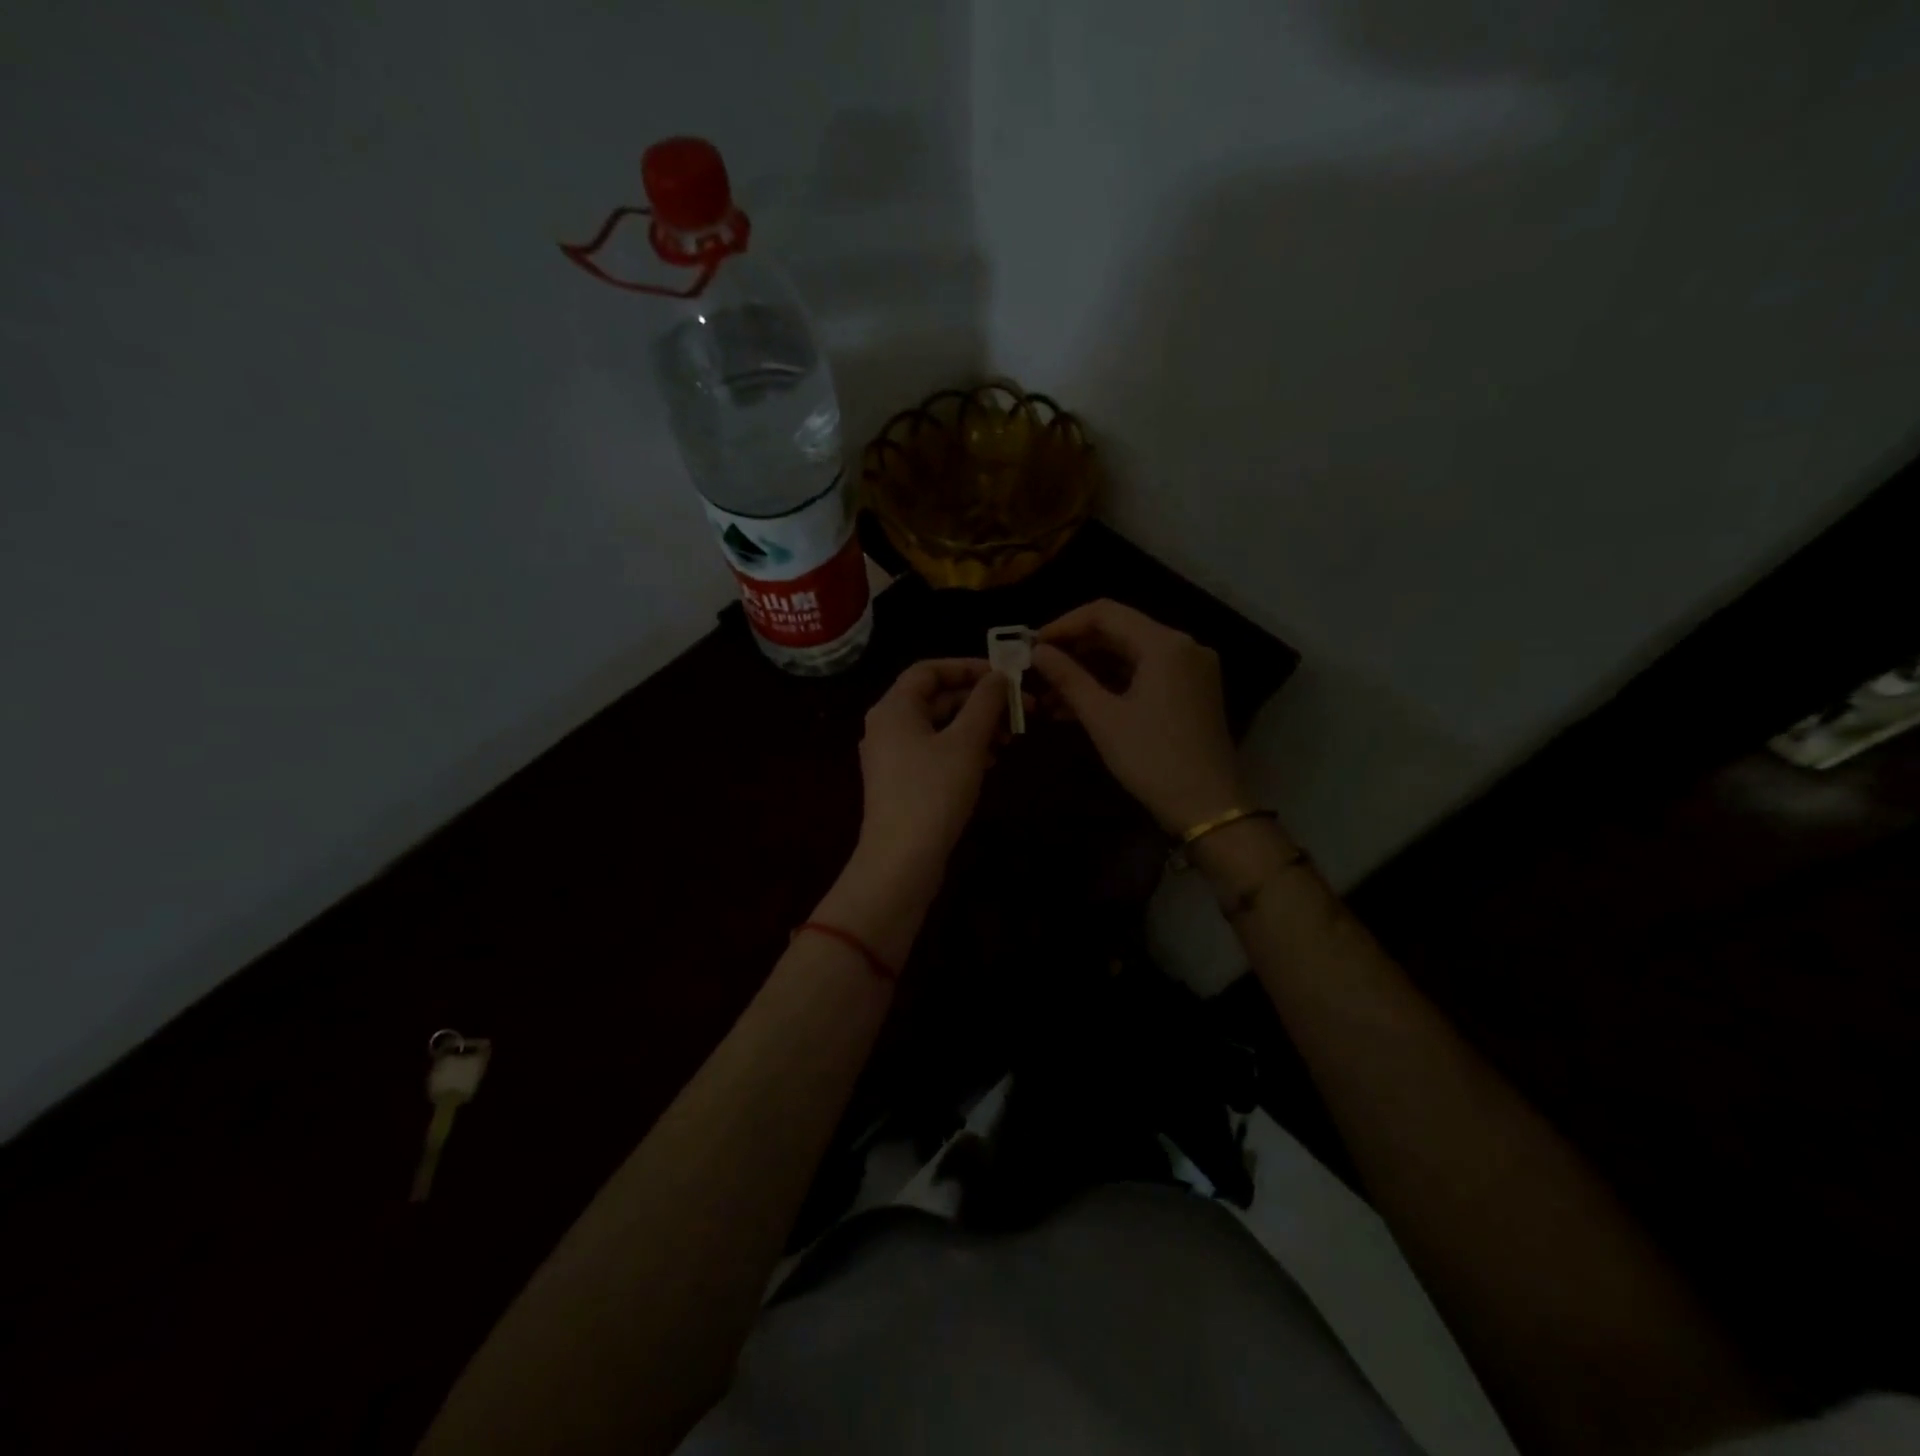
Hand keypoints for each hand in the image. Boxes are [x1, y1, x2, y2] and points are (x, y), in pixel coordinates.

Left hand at [854, 658, 1005, 873]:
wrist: (901, 861)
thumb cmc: (933, 793)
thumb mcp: (966, 743)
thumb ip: (985, 703)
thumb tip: (999, 676)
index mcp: (894, 708)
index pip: (929, 670)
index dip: (967, 667)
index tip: (1003, 676)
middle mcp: (887, 726)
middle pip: (936, 698)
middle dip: (979, 702)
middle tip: (1019, 710)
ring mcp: (892, 757)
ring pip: (938, 727)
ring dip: (975, 727)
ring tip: (1009, 739)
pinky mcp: (901, 783)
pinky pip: (934, 752)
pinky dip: (962, 750)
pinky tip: (989, 762)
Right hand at [1032, 600, 1244, 834]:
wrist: (1207, 807)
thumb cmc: (1152, 759)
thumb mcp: (1103, 718)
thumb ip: (1068, 678)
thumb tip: (1037, 651)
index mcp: (1165, 644)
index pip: (1105, 613)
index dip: (1064, 625)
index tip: (1032, 645)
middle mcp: (1183, 646)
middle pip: (1118, 632)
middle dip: (1075, 651)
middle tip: (1037, 671)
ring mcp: (1190, 670)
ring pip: (1129, 656)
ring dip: (1089, 672)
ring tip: (1049, 696)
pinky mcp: (1190, 692)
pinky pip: (1143, 676)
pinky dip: (1111, 686)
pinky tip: (1076, 707)